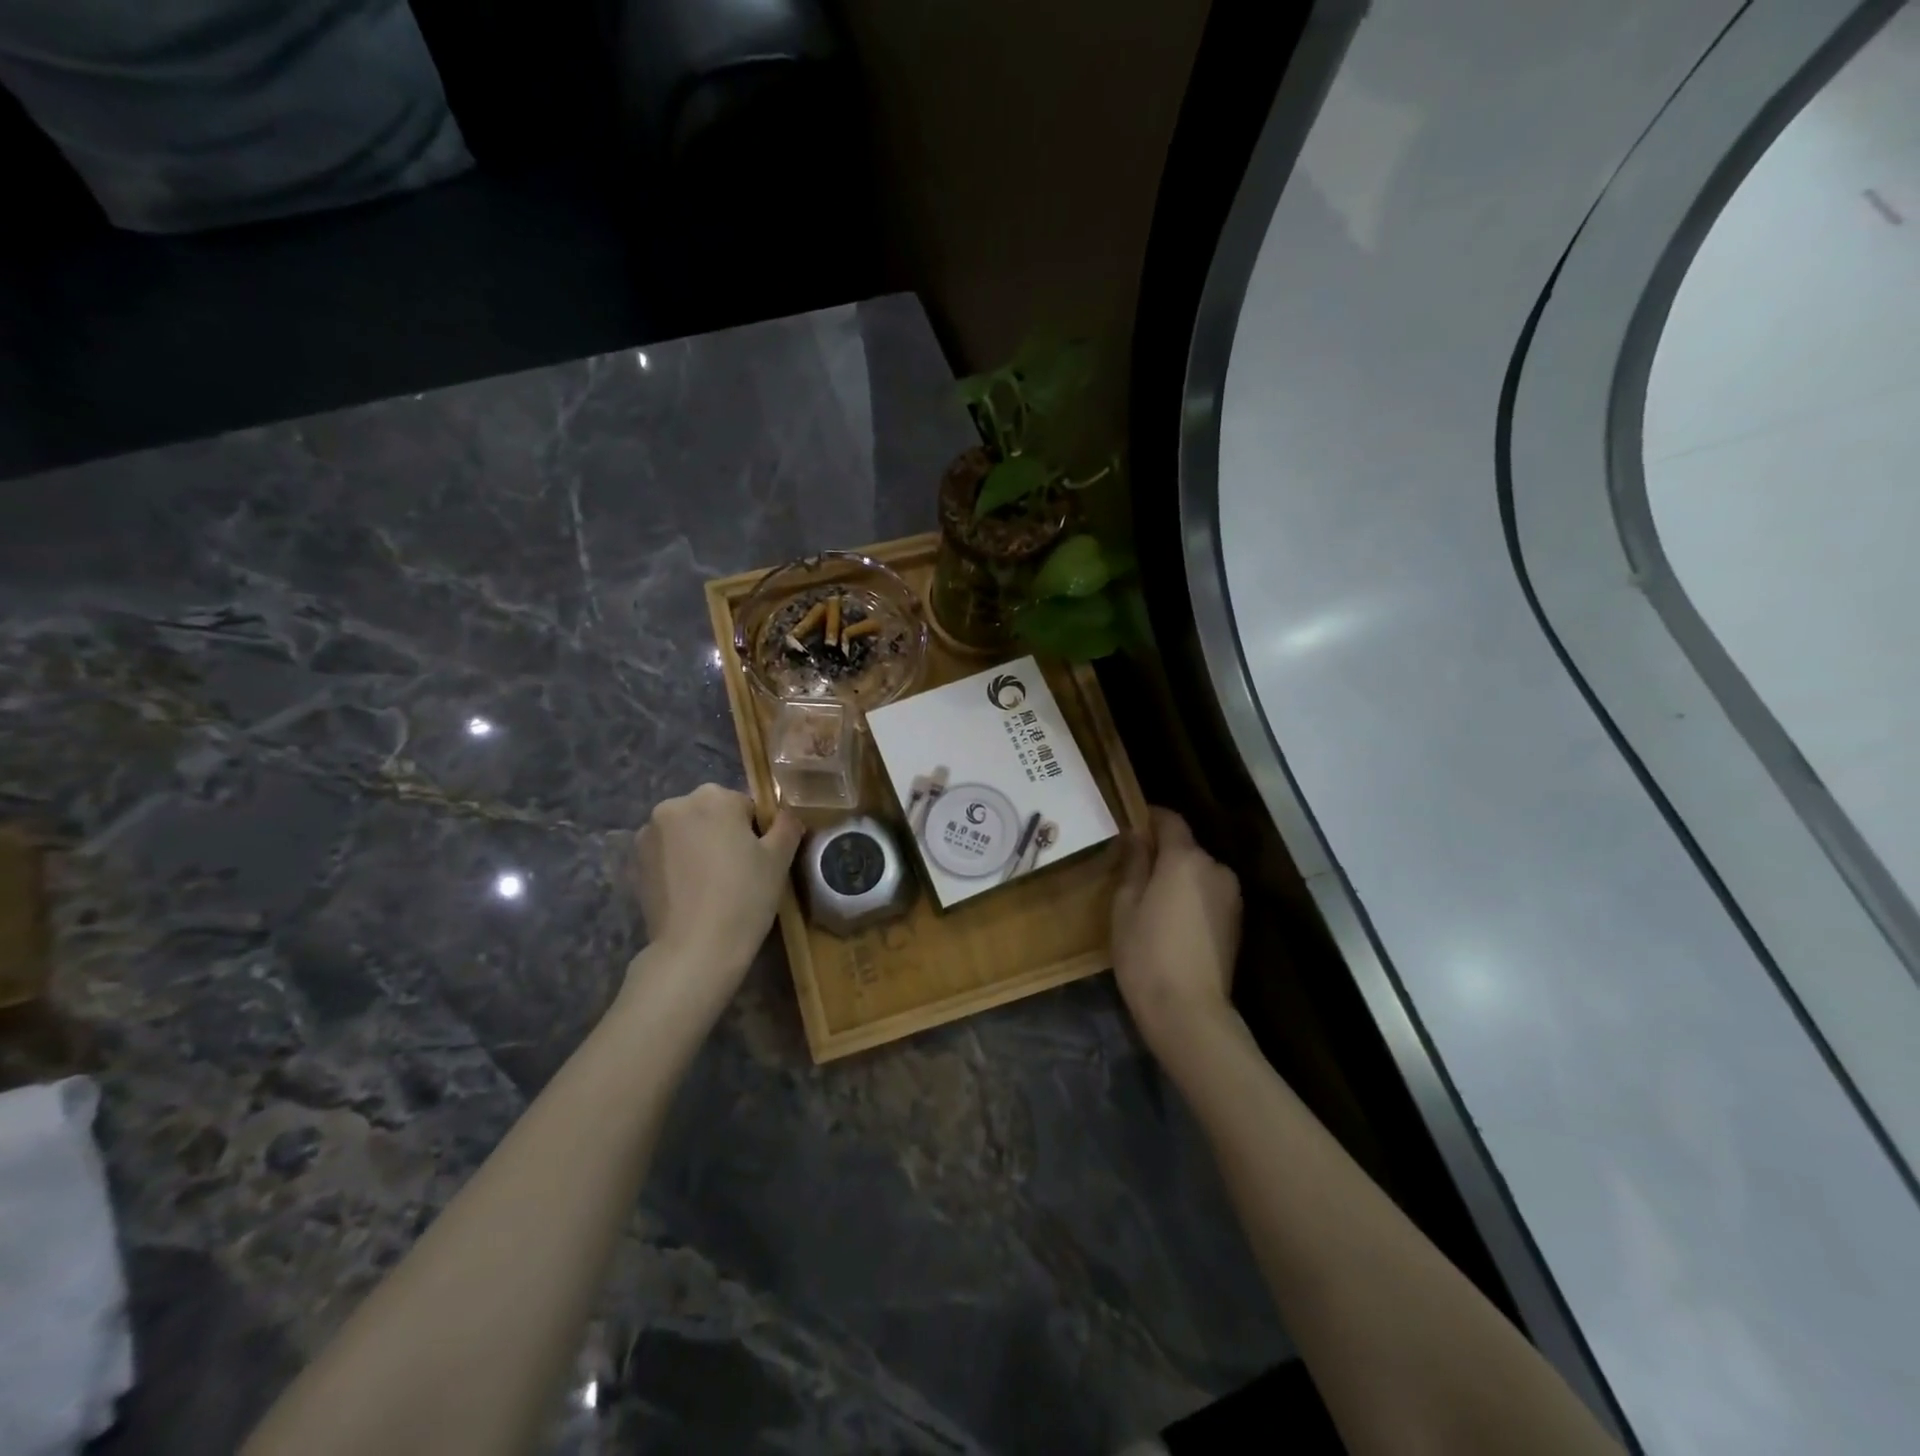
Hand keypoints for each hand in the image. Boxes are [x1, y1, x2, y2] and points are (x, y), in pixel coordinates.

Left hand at [631, 784, 802, 993]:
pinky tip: (690, 894)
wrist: (694, 949)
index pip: (745, 806)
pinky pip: (667, 854)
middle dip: (724, 836)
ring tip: (712, 886)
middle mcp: (675, 805)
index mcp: (713, 797)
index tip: (759, 862)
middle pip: (712, 814)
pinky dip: (679, 865)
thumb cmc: (744, 897)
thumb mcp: (779, 859)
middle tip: (738, 874)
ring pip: (687, 833)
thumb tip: (786, 817)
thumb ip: (786, 826)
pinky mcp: (634, 862)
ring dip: (699, 848)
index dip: (756, 834)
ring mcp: (649, 834)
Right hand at [1111, 808, 1242, 1058]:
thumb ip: (1133, 864)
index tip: (1129, 822)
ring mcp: (1231, 896)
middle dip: (1161, 852)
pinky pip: (1208, 894)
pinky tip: (1170, 921)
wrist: (1189, 1012)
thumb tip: (1136, 835)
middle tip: (1132, 870)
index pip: (1170, 820)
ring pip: (1198, 872)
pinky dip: (1190, 897)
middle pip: (1186, 848)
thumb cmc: (1146, 954)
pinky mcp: (1236, 922)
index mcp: (1185, 859)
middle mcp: (1215, 869)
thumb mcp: (1125, 905)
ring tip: (1150, 900)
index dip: (1149, 816)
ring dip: (1177, 877)